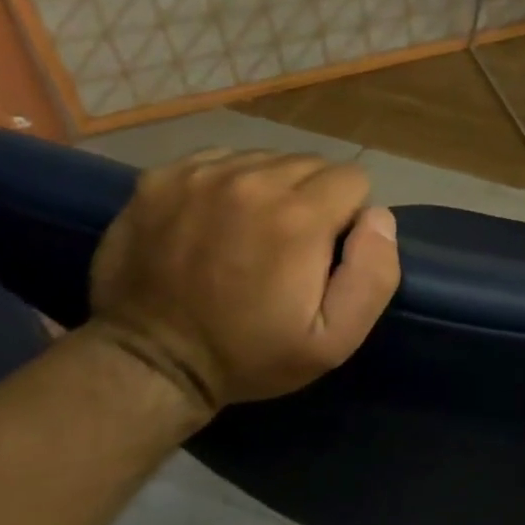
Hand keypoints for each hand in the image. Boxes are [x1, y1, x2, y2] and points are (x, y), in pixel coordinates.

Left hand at [86, 150, 399, 415]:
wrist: (147, 365)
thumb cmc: (250, 355)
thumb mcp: (335, 340)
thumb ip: (374, 274)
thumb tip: (378, 216)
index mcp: (299, 215)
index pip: (354, 179)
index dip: (347, 216)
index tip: (323, 253)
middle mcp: (253, 180)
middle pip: (312, 164)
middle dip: (312, 199)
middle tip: (287, 247)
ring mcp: (202, 174)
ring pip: (267, 159)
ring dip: (270, 189)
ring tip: (249, 234)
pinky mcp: (162, 177)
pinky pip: (220, 160)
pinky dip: (228, 184)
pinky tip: (214, 222)